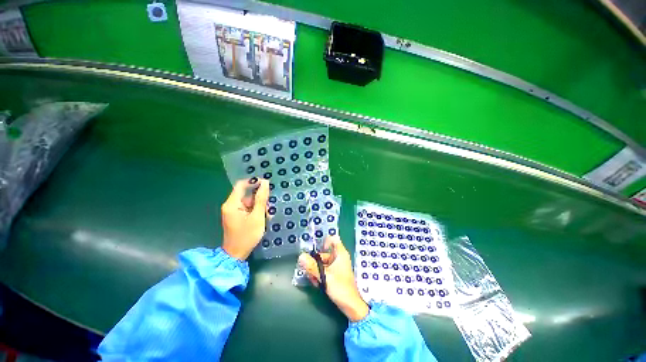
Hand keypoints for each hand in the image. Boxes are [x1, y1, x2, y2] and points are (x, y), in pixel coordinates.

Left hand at [221, 179, 268, 260]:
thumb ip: (261, 199)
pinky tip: (262, 218)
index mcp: (232, 204)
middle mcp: (230, 205)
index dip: (253, 182)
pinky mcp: (236, 216)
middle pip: (246, 194)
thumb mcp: (257, 216)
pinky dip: (256, 211)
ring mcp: (233, 211)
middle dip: (259, 198)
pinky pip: (247, 208)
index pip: (241, 185)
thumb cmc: (247, 235)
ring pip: (249, 201)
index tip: (266, 184)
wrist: (236, 254)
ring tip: (267, 215)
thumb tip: (265, 182)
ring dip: (259, 206)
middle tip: (269, 206)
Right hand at [299, 236, 368, 321]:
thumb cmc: (340, 288)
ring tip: (314, 280)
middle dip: (315, 262)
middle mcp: (339, 258)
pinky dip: (320, 275)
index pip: (333, 239)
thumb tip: (301, 256)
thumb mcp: (324, 276)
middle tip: (309, 271)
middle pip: (324, 253)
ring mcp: (337, 266)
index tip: (318, 251)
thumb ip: (312, 266)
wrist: (350, 305)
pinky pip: (324, 270)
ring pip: (322, 263)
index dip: (325, 241)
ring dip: (316, 270)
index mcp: (340, 254)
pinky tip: (317, 283)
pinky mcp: (335, 274)